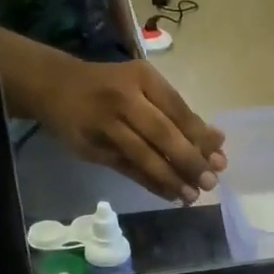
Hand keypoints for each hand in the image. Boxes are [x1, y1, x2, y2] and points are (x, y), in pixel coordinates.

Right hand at [35, 58, 226, 203]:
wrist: (53, 86)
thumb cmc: (110, 86)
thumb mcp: (144, 87)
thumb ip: (178, 113)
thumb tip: (216, 142)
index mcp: (143, 77)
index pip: (178, 110)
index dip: (200, 137)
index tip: (220, 159)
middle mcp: (124, 98)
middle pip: (163, 134)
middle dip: (189, 160)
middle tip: (210, 181)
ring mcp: (105, 123)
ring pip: (144, 155)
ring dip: (171, 178)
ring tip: (192, 196)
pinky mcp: (92, 147)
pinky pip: (127, 169)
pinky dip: (150, 183)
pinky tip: (169, 194)